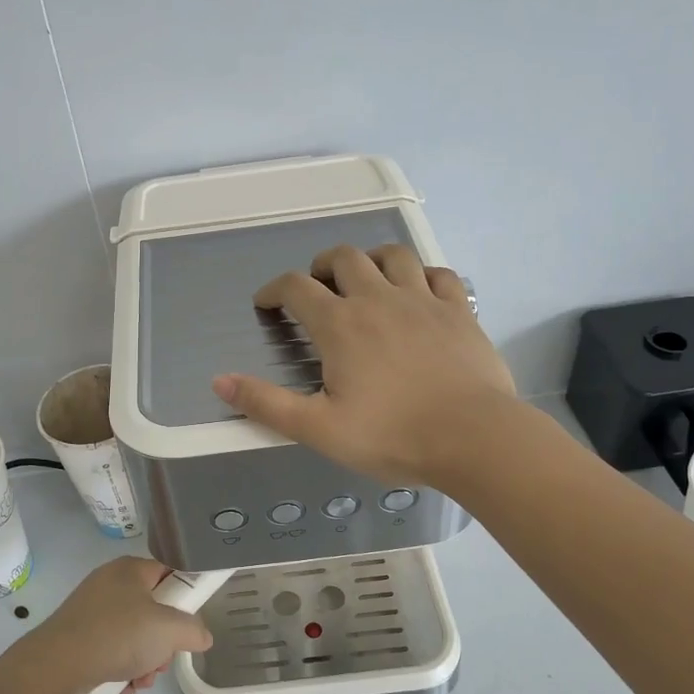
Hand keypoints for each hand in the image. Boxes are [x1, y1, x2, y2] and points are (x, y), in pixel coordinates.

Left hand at [10, 557, 212, 693]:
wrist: (56, 665)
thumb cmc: (117, 635)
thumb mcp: (169, 630)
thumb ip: (193, 630)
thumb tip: (203, 636)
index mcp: (131, 569)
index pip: (169, 573)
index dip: (184, 597)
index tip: (189, 623)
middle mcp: (110, 582)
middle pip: (154, 608)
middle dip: (163, 641)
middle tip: (163, 659)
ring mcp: (92, 609)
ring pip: (135, 632)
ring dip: (146, 659)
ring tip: (142, 679)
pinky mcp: (79, 634)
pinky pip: (113, 646)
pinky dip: (124, 665)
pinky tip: (125, 686)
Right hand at [213, 243, 517, 484]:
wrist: (474, 438)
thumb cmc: (392, 436)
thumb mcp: (318, 429)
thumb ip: (267, 403)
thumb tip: (220, 380)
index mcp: (340, 325)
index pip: (296, 288)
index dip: (274, 290)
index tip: (266, 303)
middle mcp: (379, 299)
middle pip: (344, 258)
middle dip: (321, 266)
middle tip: (316, 286)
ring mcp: (423, 300)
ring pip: (393, 255)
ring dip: (371, 259)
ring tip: (365, 277)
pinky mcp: (460, 311)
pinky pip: (439, 273)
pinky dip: (421, 274)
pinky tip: (418, 290)